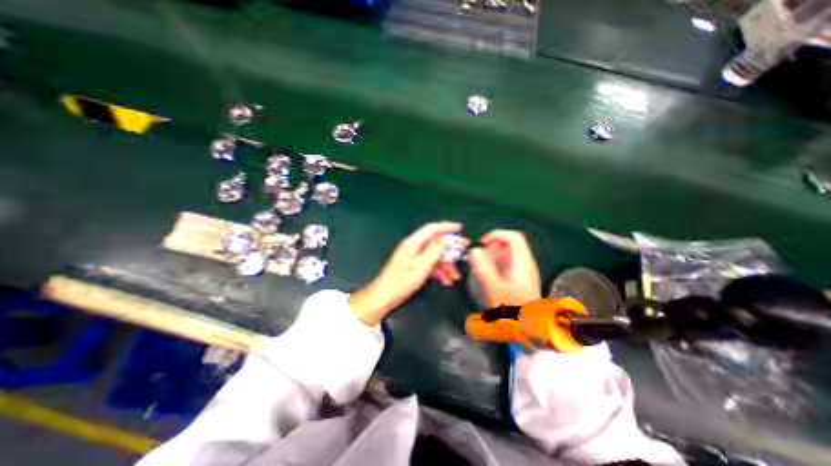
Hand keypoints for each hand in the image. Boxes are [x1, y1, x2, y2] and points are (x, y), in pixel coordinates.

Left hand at [348, 220, 465, 324]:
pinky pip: (430, 265)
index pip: (432, 228)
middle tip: (464, 249)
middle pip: (435, 242)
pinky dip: (439, 271)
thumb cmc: (401, 280)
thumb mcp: (422, 265)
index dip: (446, 226)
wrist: (385, 296)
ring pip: (435, 256)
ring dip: (446, 264)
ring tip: (455, 275)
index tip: (459, 228)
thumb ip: (435, 251)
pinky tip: (446, 280)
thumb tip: (447, 240)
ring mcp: (414, 257)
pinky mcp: (414, 267)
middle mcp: (414, 247)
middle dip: (450, 248)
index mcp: (413, 242)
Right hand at [470, 229, 542, 309]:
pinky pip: (508, 265)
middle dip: (491, 248)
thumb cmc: (512, 310)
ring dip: (493, 258)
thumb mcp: (493, 289)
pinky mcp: (522, 280)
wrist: (530, 330)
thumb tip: (474, 251)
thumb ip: (482, 268)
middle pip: (510, 244)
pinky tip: (490, 278)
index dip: (496, 234)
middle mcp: (526, 265)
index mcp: (522, 263)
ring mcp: (526, 272)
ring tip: (482, 270)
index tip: (482, 243)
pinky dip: (497, 266)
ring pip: (508, 255)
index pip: (513, 236)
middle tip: (480, 260)